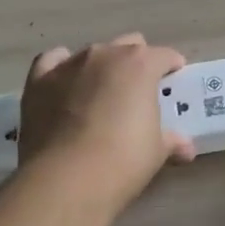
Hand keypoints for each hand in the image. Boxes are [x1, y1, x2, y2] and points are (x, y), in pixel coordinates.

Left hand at [18, 34, 194, 209]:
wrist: (66, 180)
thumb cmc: (122, 161)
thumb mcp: (156, 152)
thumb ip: (171, 140)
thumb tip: (185, 148)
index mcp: (140, 65)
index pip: (164, 55)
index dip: (172, 67)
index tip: (174, 80)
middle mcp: (105, 54)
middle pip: (128, 45)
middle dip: (136, 62)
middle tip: (139, 91)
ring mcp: (69, 65)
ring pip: (92, 53)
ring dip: (101, 68)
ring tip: (101, 94)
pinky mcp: (39, 81)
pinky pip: (52, 61)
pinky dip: (60, 68)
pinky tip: (64, 83)